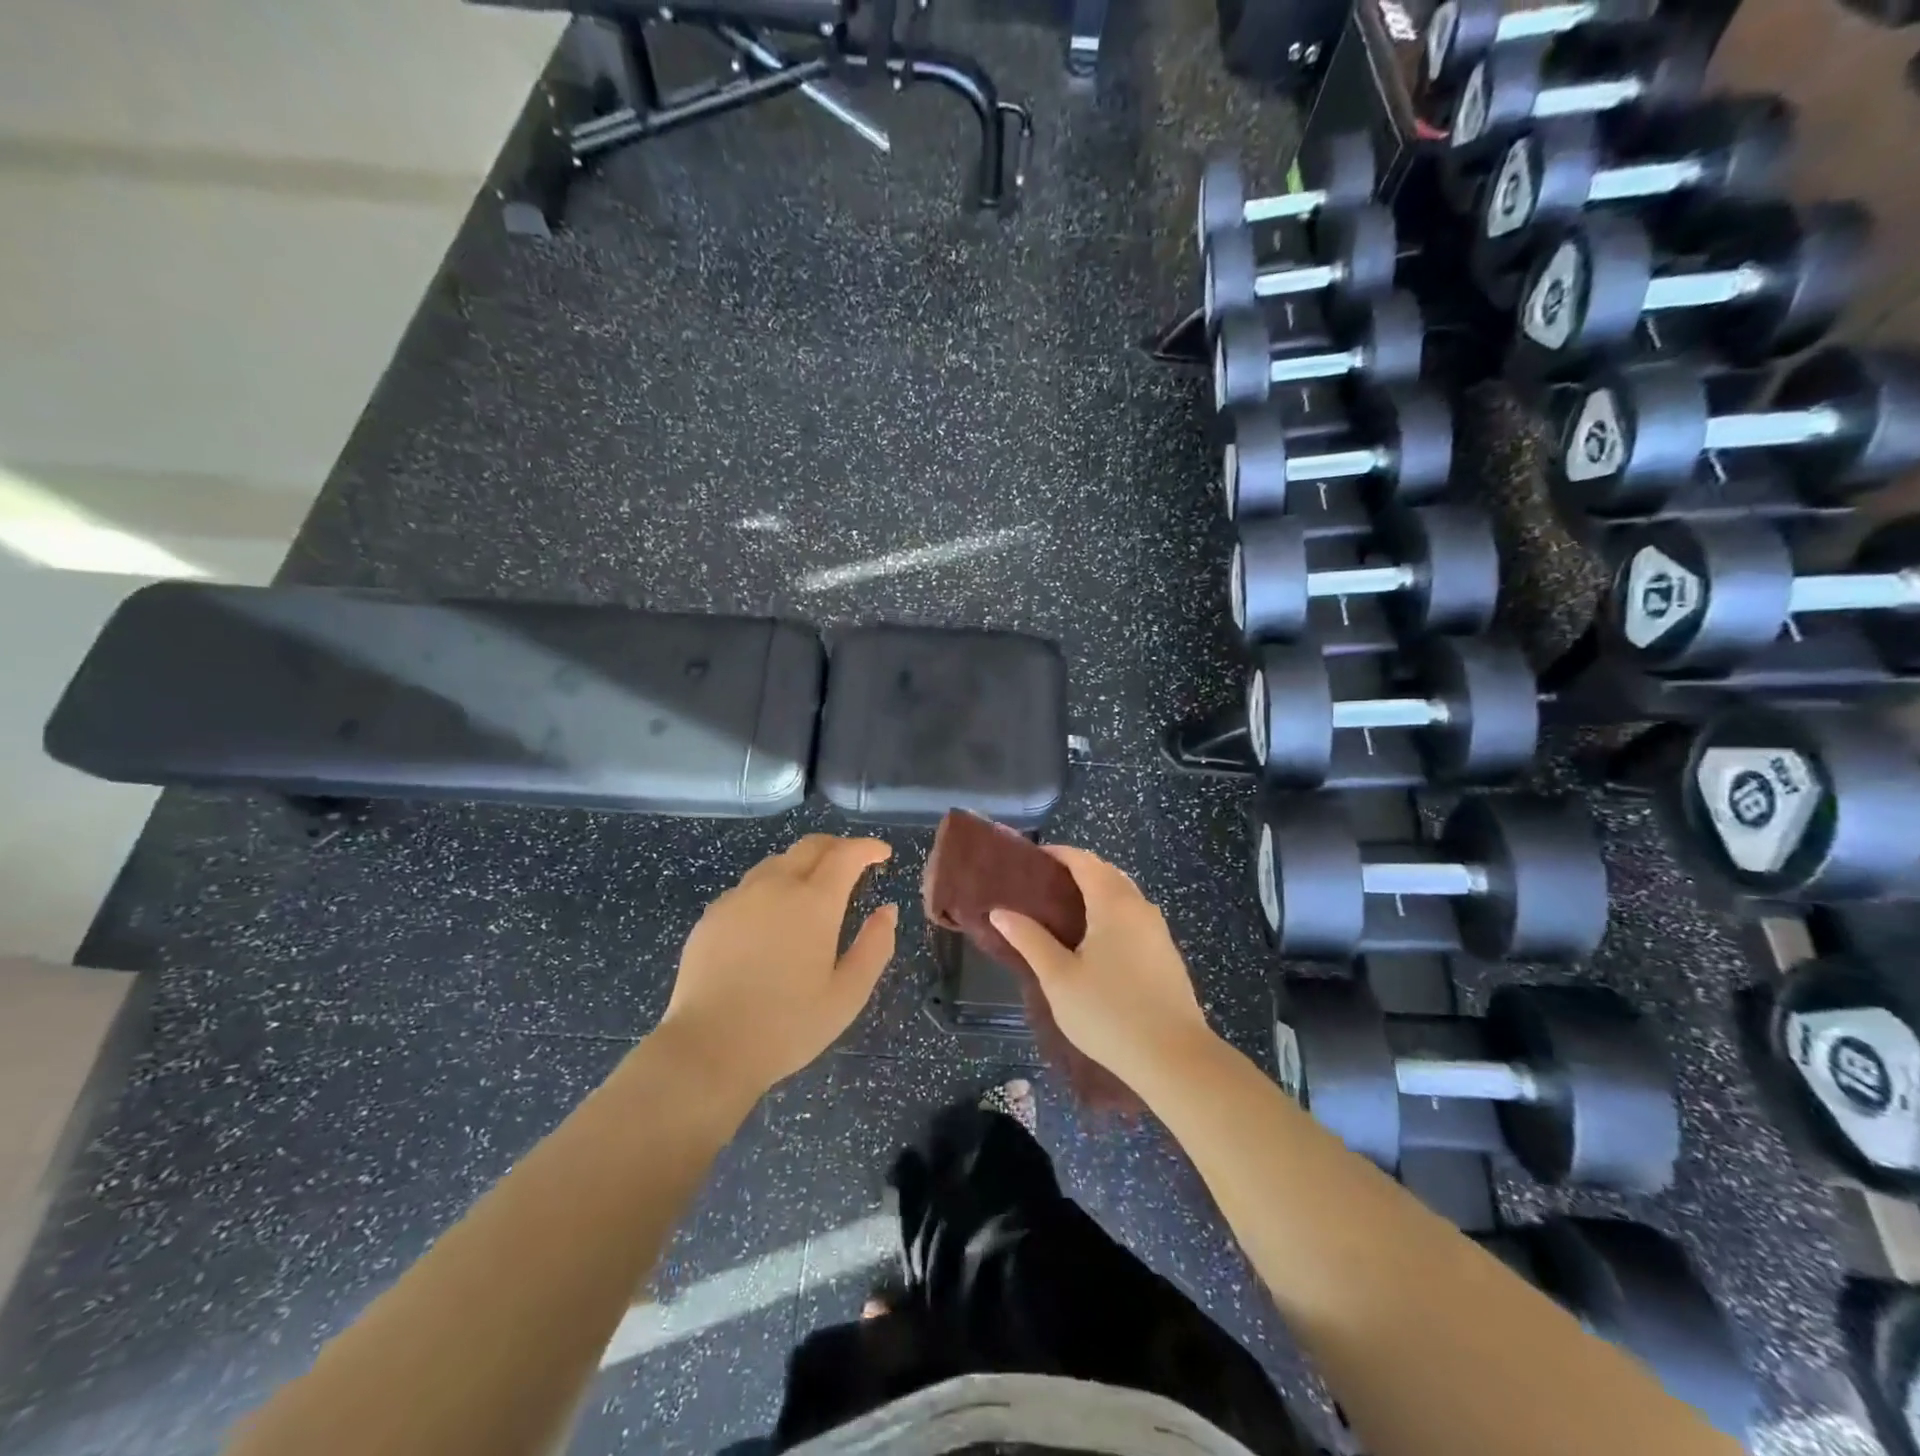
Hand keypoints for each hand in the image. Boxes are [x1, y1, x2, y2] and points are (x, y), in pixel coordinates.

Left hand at [657, 835, 896, 1097]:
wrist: (707, 1048)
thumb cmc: (787, 1026)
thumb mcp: (848, 995)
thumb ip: (875, 946)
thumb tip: (887, 910)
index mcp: (814, 902)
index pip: (846, 854)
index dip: (868, 847)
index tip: (882, 853)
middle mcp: (776, 886)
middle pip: (810, 846)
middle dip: (837, 847)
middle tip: (853, 863)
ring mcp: (739, 897)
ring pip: (777, 861)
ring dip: (803, 864)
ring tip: (814, 888)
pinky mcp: (712, 915)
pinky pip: (749, 885)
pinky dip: (772, 886)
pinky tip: (772, 916)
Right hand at [990, 846, 1213, 1089]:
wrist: (1174, 1058)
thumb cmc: (1109, 1014)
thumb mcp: (1059, 978)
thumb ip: (1029, 940)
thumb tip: (1000, 912)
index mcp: (1112, 903)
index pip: (1084, 861)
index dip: (1058, 854)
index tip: (1031, 859)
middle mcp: (1139, 907)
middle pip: (1106, 873)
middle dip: (1076, 870)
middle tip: (1042, 886)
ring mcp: (1158, 930)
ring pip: (1124, 895)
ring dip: (1096, 892)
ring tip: (1065, 911)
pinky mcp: (1167, 953)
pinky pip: (1135, 916)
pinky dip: (1112, 912)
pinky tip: (1096, 941)